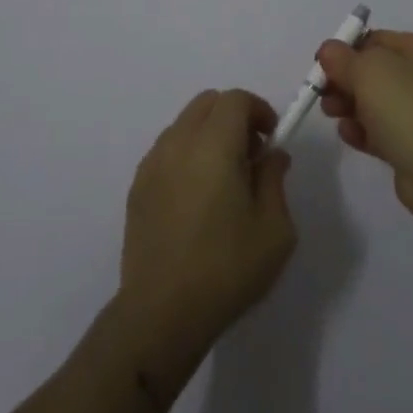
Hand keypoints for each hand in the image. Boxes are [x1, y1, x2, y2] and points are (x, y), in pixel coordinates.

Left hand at [117, 89, 296, 395]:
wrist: (162, 313)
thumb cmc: (227, 269)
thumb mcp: (274, 229)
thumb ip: (275, 179)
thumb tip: (272, 155)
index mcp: (213, 146)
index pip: (235, 99)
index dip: (258, 109)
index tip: (271, 137)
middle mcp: (178, 144)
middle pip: (206, 103)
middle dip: (234, 116)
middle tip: (251, 154)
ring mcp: (152, 164)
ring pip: (184, 124)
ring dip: (209, 134)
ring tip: (224, 178)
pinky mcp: (137, 187)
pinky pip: (167, 150)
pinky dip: (187, 154)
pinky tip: (197, 197)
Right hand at [316, 30, 412, 231]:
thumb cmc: (409, 109)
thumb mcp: (370, 71)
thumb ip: (344, 58)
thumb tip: (328, 51)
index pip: (379, 40)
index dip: (347, 49)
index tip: (322, 64)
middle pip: (375, 72)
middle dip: (345, 81)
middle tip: (323, 92)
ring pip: (376, 103)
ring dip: (349, 106)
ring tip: (331, 114)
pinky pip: (382, 132)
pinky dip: (362, 131)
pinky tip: (349, 136)